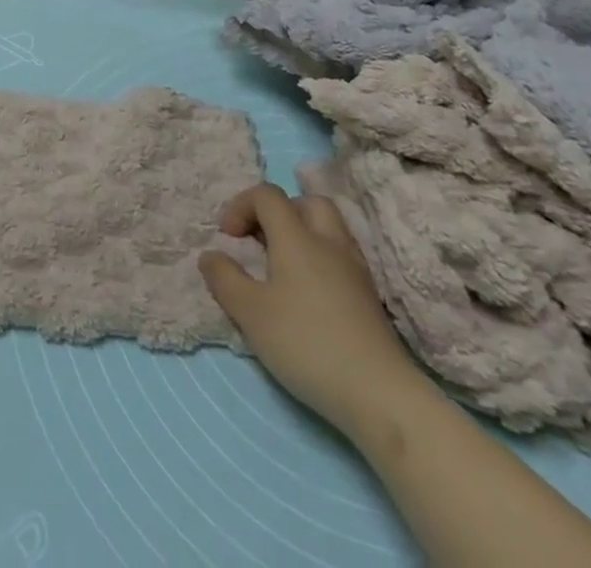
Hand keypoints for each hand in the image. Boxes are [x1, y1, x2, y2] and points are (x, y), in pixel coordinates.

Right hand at [199, 184, 424, 438]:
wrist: (380, 395)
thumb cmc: (307, 345)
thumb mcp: (250, 313)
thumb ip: (225, 279)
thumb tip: (210, 255)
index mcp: (296, 238)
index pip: (267, 195)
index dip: (241, 205)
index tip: (228, 237)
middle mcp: (328, 242)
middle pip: (305, 202)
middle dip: (278, 212)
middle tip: (261, 241)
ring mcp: (355, 269)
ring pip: (329, 228)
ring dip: (302, 234)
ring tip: (283, 266)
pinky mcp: (370, 297)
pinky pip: (341, 256)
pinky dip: (321, 259)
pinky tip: (310, 293)